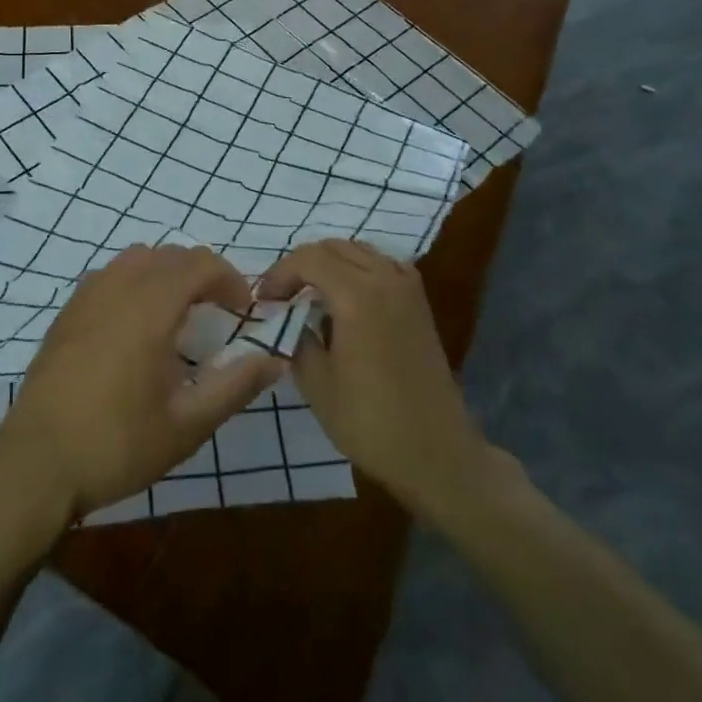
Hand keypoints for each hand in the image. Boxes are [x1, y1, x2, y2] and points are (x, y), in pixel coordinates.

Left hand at [0, 245, 285, 521]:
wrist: (37, 462)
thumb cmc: (117, 444)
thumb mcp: (186, 425)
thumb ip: (235, 386)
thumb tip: (275, 359)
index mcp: (151, 306)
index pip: (200, 264)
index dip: (230, 279)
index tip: (244, 312)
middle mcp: (119, 286)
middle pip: (171, 255)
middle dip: (202, 274)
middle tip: (219, 312)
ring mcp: (88, 294)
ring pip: (138, 258)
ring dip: (167, 273)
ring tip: (180, 312)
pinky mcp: (68, 310)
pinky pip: (111, 273)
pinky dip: (136, 280)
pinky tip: (136, 323)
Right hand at [258, 239, 517, 514]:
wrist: (437, 453)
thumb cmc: (371, 422)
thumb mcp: (316, 384)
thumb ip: (296, 338)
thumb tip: (287, 318)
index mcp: (356, 295)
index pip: (307, 259)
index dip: (279, 274)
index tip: (264, 301)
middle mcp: (384, 279)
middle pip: (333, 247)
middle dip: (301, 265)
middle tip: (282, 296)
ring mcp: (406, 288)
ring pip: (358, 250)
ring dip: (330, 263)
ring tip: (310, 294)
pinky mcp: (419, 302)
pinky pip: (382, 264)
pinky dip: (358, 268)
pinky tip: (348, 298)